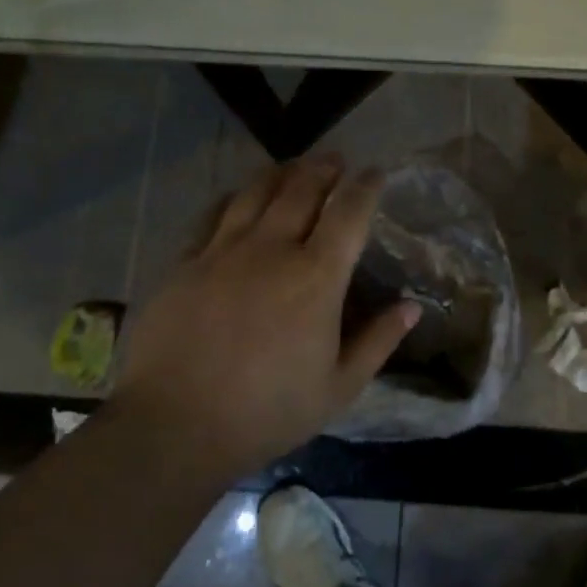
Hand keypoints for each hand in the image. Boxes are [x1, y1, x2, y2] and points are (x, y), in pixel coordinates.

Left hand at [114, 156, 418, 475]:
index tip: (375, 173)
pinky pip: (213, 215)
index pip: (348, 212)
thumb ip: (378, 341)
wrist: (175, 426)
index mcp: (316, 277)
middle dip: (323, 168)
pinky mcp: (186, 263)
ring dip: (280, 173)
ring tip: (292, 167)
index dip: (366, 186)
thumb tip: (412, 305)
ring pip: (256, 193)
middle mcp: (272, 249)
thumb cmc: (267, 411)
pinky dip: (234, 198)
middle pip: (301, 189)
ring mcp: (223, 251)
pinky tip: (238, 197)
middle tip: (335, 160)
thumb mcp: (338, 387)